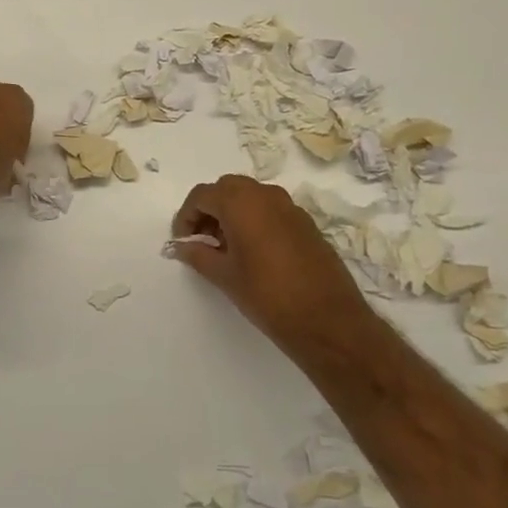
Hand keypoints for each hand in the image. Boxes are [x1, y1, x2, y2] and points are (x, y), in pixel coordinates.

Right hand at [171, 175, 370, 357]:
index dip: (186, 216)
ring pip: (251, 196)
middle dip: (209, 209)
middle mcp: (265, 195)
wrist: (327, 319)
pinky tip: (253, 252)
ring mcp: (289, 207)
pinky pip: (271, 210)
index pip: (202, 195)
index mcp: (240, 202)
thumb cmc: (267, 294)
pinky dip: (255, 219)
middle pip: (227, 189)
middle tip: (201, 239)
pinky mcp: (305, 223)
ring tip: (225, 247)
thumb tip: (181, 246)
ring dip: (232, 213)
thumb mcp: (224, 276)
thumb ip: (198, 255)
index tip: (182, 241)